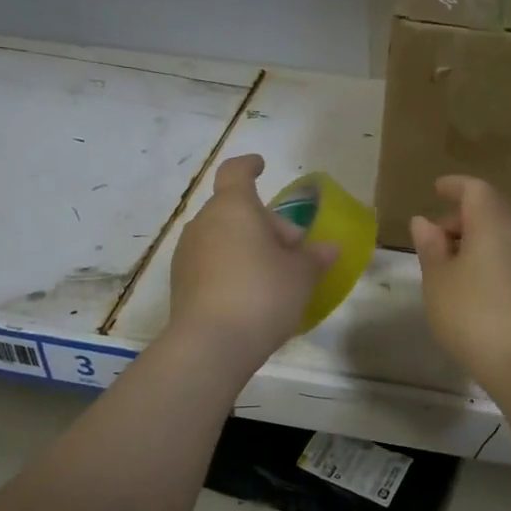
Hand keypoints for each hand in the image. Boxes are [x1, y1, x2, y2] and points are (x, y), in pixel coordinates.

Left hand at [166, 154, 335, 377]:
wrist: (211, 345)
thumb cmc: (262, 294)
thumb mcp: (301, 275)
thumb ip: (315, 257)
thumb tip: (329, 248)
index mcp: (233, 207)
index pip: (236, 172)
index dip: (250, 166)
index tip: (261, 166)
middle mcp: (204, 223)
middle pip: (235, 209)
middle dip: (264, 223)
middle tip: (292, 249)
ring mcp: (187, 253)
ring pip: (222, 237)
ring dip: (247, 246)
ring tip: (274, 274)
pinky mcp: (181, 282)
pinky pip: (211, 262)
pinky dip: (231, 267)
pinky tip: (251, 295)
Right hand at [409, 176, 510, 397]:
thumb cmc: (471, 314)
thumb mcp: (438, 280)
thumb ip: (430, 247)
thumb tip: (424, 222)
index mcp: (492, 226)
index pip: (476, 190)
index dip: (455, 186)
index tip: (437, 189)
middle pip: (493, 210)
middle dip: (464, 215)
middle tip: (437, 233)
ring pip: (503, 236)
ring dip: (477, 239)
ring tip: (450, 263)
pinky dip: (490, 258)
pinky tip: (473, 285)